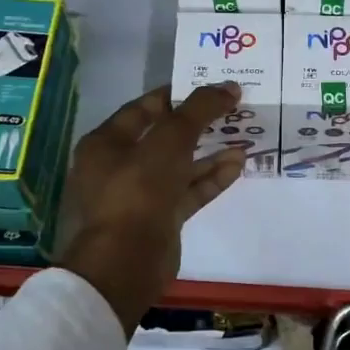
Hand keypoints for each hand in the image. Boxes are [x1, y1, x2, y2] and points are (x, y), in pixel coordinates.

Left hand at [59, 84, 244, 332]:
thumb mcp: (170, 140)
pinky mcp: (159, 220)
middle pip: (163, 138)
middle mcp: (118, 167)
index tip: (208, 88)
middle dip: (198, 124)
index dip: (176, 96)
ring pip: (179, 167)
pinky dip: (210, 179)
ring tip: (242, 137)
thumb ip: (199, 110)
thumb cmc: (138, 190)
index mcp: (106, 143)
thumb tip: (229, 86)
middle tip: (231, 111)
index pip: (143, 109)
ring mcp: (139, 196)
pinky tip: (238, 165)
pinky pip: (188, 192)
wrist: (125, 263)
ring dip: (209, 153)